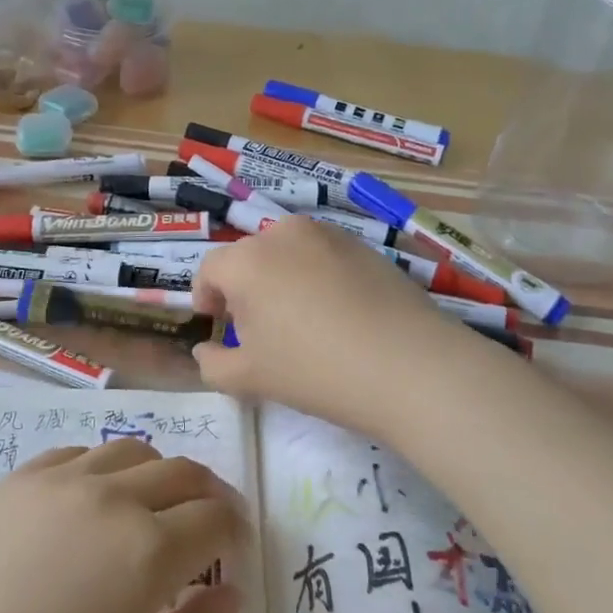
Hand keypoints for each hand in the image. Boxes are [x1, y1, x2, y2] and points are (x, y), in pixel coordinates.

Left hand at [0, 438, 249, 612]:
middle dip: (209, 494)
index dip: (235, 531)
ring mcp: (63, 478)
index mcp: (148, 550)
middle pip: (183, 472)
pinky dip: (105, 468)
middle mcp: (113, 497)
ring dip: (160, 473)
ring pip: (134, 450)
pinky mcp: (22, 476)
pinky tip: (94, 500)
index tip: (234, 552)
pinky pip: (80, 453)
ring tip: (153, 507)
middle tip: (210, 523)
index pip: (215, 519)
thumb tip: (230, 593)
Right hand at [192, 215, 482, 433]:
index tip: (217, 324)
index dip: (207, 296)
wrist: (408, 365)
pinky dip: (318, 277)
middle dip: (245, 289)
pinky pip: (324, 256)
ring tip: (301, 320)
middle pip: (249, 257)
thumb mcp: (250, 378)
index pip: (210, 269)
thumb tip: (205, 350)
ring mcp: (328, 235)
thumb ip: (213, 364)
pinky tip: (338, 314)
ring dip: (281, 278)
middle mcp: (283, 234)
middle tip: (260, 329)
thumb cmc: (315, 370)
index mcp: (247, 260)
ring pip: (288, 253)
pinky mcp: (364, 245)